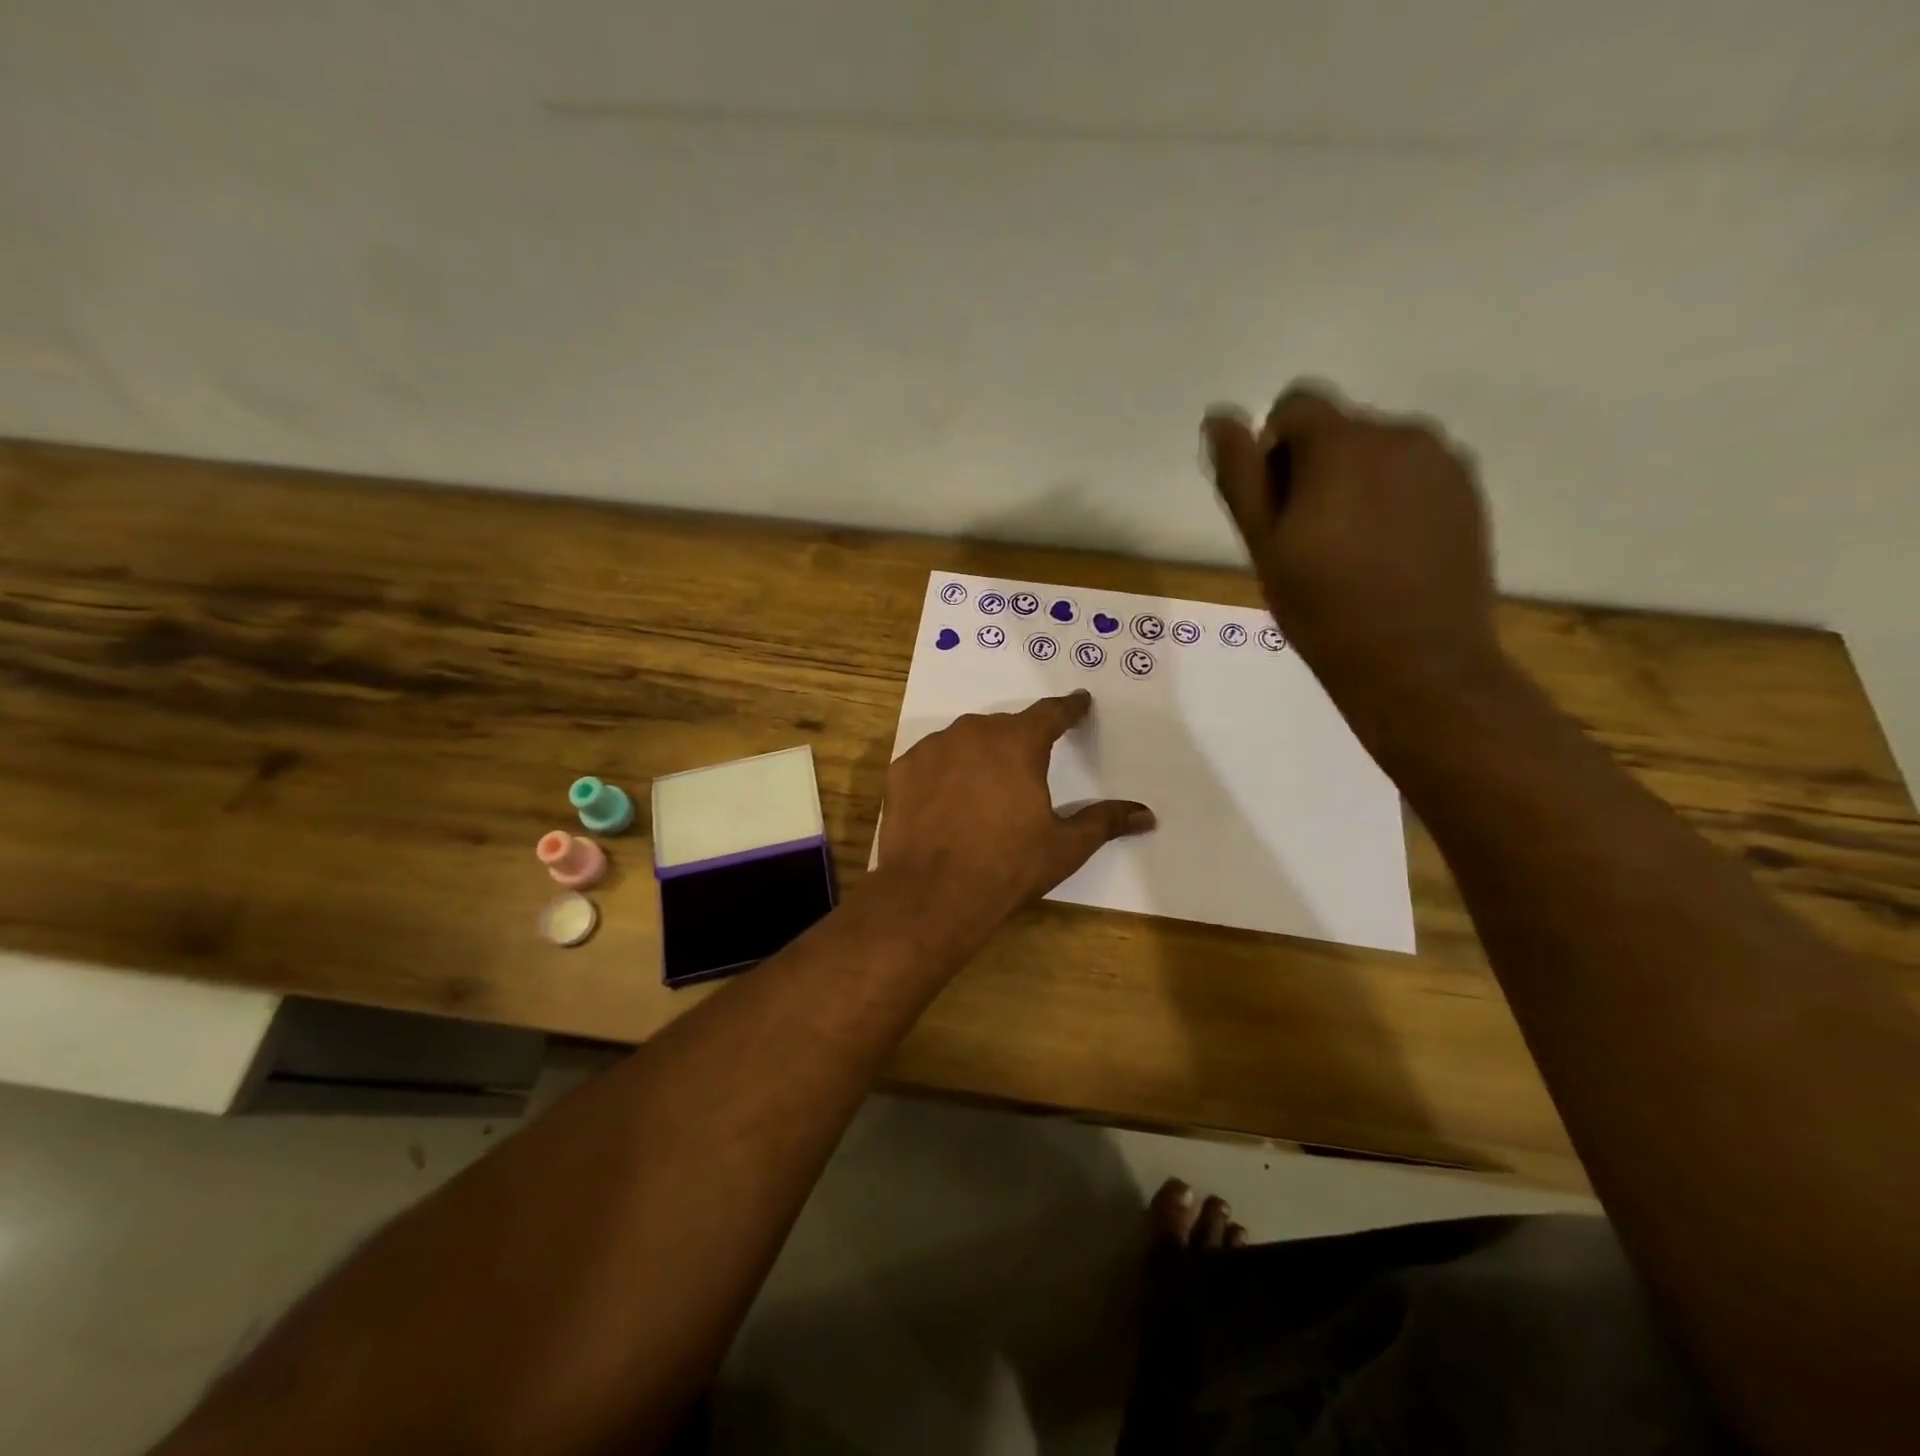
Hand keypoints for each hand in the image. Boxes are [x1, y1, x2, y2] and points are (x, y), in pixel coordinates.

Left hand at [875, 690, 1153, 951]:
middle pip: (1004, 728)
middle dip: (1019, 742)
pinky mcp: (901, 770)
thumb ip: (1104, 821)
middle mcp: (974, 733)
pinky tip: (945, 803)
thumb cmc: (1007, 866)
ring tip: (983, 791)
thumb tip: (1147, 815)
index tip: (1079, 702)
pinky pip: (930, 762)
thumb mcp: (1064, 846)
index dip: (1069, 709)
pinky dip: (942, 774)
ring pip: (963, 741)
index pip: (1051, 714)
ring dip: (977, 756)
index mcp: (1018, 743)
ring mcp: (932, 749)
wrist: (932, 894)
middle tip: (1027, 768)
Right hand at [1202, 381, 1500, 703]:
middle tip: (1309, 539)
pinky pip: (1415, 474)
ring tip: (1352, 550)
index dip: (1274, 449)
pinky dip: (1393, 499)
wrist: (1416, 662)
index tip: (1276, 506)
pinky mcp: (1468, 491)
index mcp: (1342, 444)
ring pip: (1379, 451)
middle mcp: (1400, 434)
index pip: (1296, 404)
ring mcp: (1443, 462)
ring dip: (1356, 482)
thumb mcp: (1264, 546)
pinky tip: (1390, 553)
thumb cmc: (1323, 608)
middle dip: (1316, 468)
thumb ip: (1241, 476)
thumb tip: (1220, 419)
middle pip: (1339, 428)